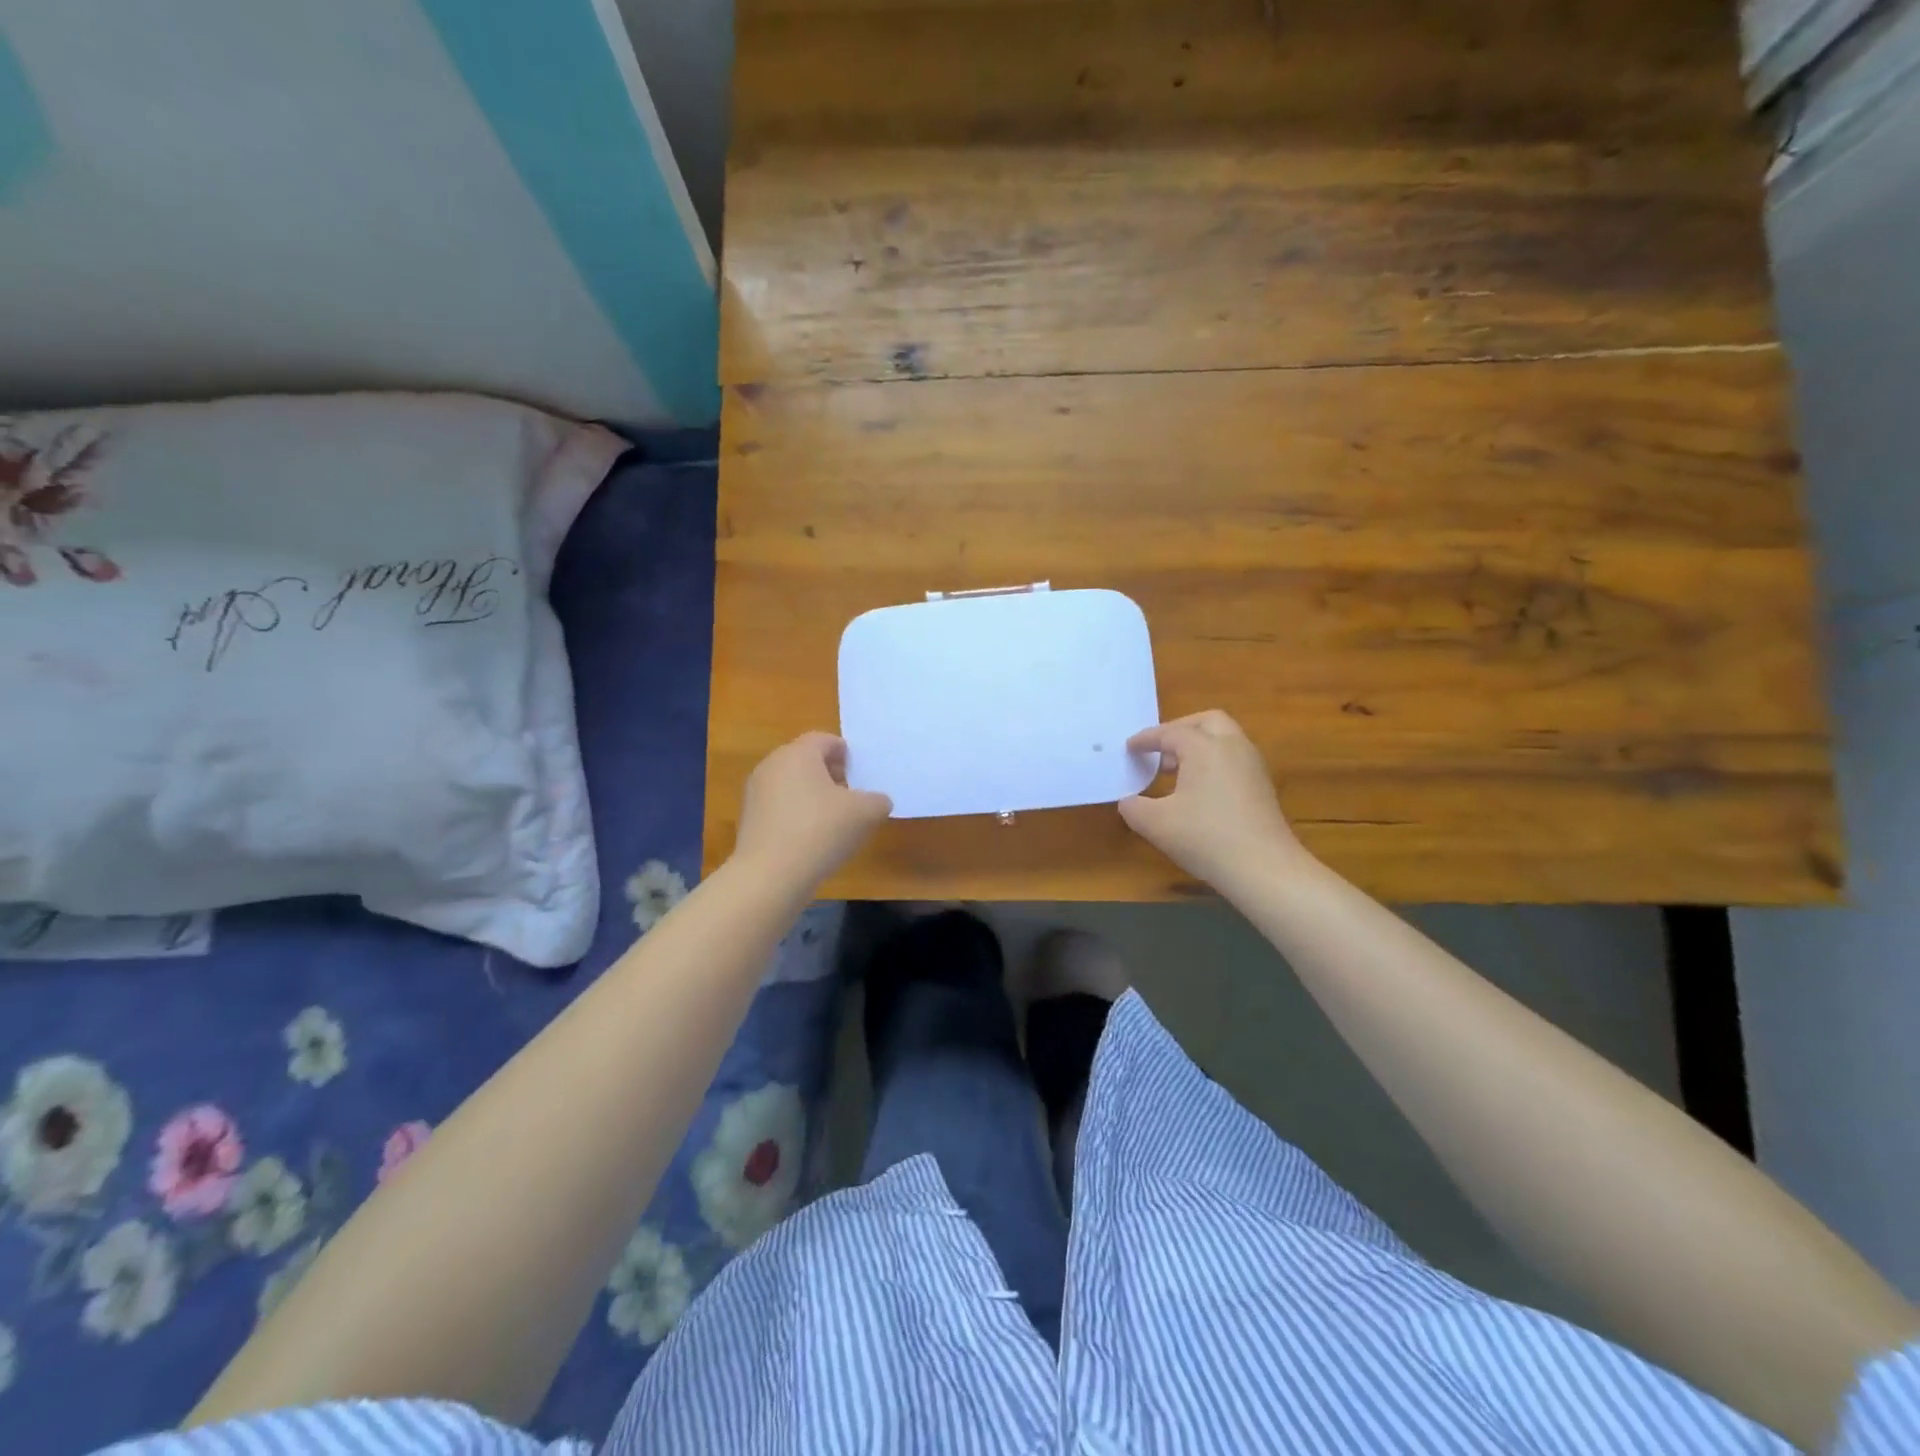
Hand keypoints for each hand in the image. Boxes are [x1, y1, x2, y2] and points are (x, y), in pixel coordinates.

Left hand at [733, 732, 891, 888]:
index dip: (846, 755)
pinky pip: (779, 807)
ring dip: (813, 797)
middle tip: (850, 799)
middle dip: (830, 776)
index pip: (825, 740)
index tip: (859, 776)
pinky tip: (810, 841)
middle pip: (806, 761)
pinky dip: (796, 816)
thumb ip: (878, 800)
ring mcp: (755, 793)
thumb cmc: (820, 831)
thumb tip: (877, 801)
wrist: (770, 876)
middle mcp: (771, 765)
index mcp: (798, 753)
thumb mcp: (865, 813)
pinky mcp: (748, 820)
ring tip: (833, 823)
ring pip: (791, 785)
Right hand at [1119, 711, 1306, 888]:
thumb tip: (1129, 802)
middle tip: (1160, 749)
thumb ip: (1133, 808)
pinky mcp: (1263, 787)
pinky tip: (1198, 791)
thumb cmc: (1205, 837)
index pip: (1170, 733)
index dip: (1146, 739)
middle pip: (1206, 722)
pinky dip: (1213, 763)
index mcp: (1204, 747)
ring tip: (1175, 771)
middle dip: (1180, 729)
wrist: (1264, 868)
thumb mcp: (1155, 824)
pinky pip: (1234, 760)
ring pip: (1225, 740)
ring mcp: (1253, 766)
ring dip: (1199, 746)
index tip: (1129, 747)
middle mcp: (1232, 747)